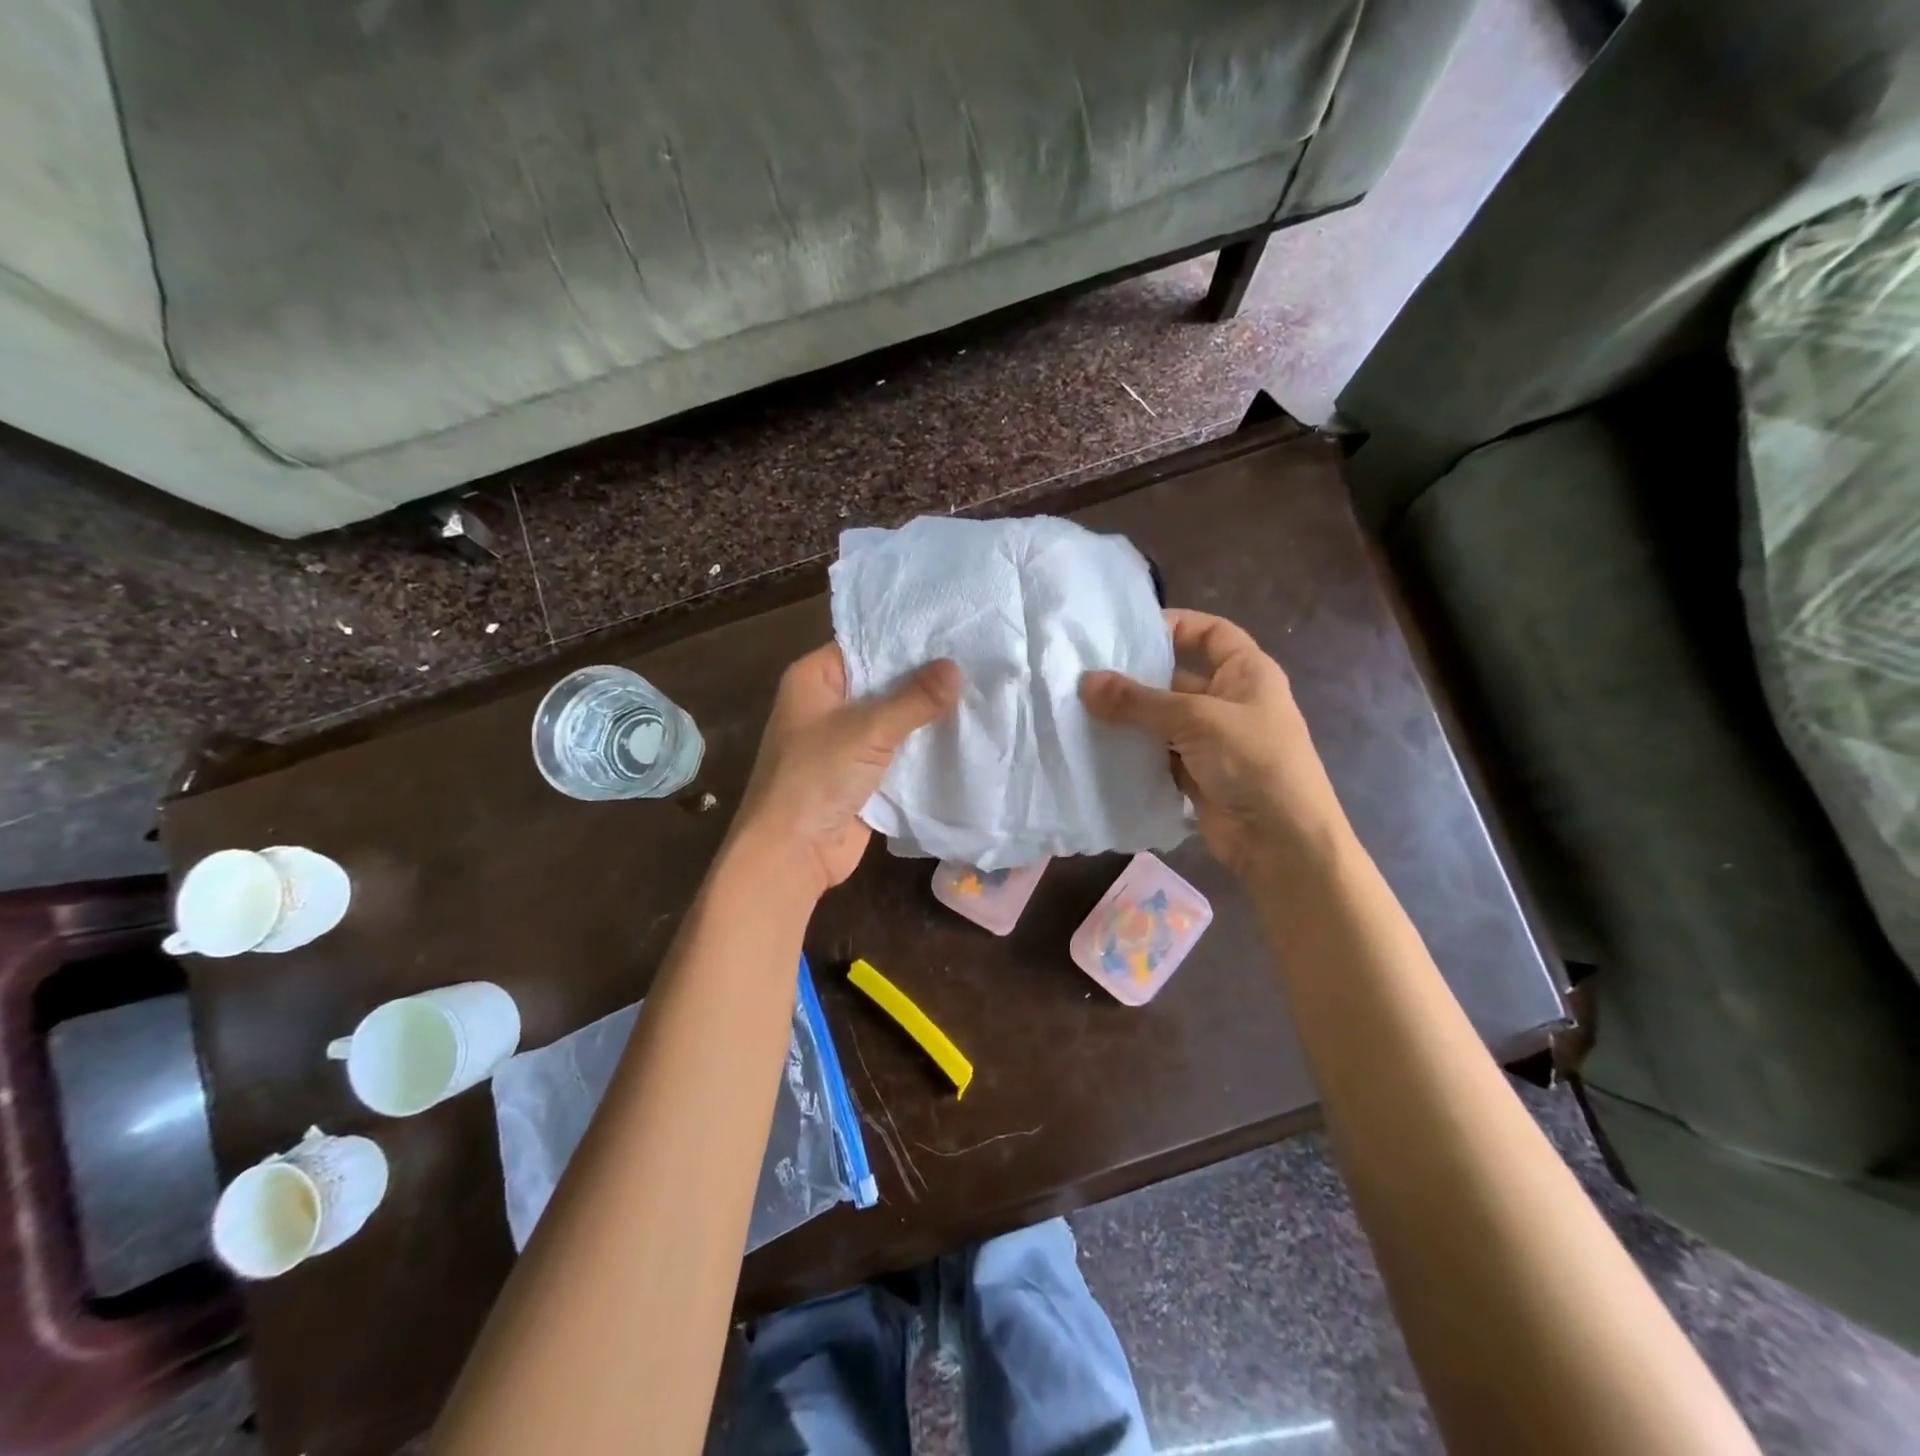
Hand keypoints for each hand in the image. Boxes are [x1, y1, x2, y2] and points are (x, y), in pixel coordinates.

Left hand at [733, 644, 961, 897]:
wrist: (791, 854)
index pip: (866, 644)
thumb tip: (957, 668)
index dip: (908, 638)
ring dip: (928, 714)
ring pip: (894, 718)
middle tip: (979, 658)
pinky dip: (924, 746)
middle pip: (883, 681)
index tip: (955, 629)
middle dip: (926, 677)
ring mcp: (845, 741)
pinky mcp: (862, 774)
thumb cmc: (815, 778)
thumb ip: (914, 699)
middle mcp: (828, 704)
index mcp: (814, 679)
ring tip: (981, 690)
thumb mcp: (867, 731)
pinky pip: (898, 751)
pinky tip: (965, 733)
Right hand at [1081, 609, 1346, 879]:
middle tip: (1086, 672)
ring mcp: (1213, 740)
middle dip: (1137, 676)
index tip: (1127, 629)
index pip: (1210, 633)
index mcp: (1247, 673)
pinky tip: (1098, 746)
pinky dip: (1134, 751)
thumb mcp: (1197, 720)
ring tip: (1080, 707)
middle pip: (1177, 677)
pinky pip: (1158, 753)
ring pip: (1163, 719)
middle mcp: (1230, 701)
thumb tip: (1086, 681)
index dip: (1175, 625)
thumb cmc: (1253, 762)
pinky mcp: (1196, 774)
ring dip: (1129, 717)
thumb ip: (1139, 702)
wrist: (1281, 842)